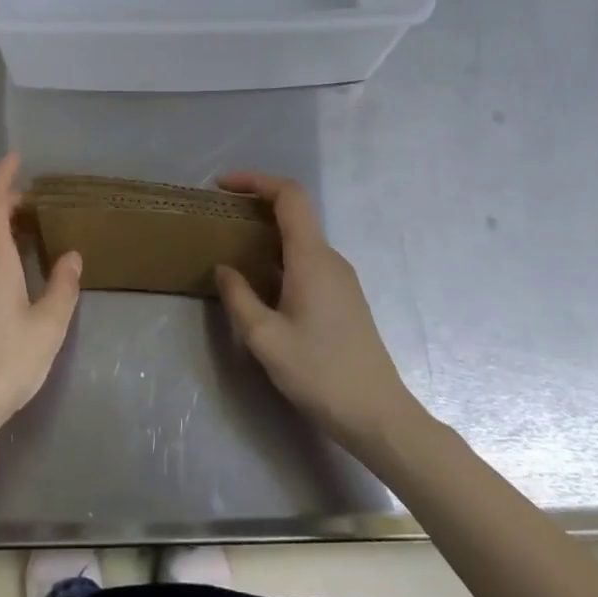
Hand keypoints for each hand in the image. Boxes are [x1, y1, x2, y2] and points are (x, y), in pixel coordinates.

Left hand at [0, 153, 80, 462]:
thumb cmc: (5, 362)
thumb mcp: (48, 326)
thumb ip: (63, 286)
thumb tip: (70, 255)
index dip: (2, 177)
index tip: (16, 157)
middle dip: (9, 202)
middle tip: (41, 200)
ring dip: (3, 225)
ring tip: (35, 228)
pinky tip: (18, 267)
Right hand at [215, 172, 424, 454]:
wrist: (378, 416)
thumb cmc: (319, 373)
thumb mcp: (265, 338)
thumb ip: (239, 297)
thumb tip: (224, 268)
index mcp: (311, 258)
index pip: (289, 196)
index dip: (255, 180)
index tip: (222, 186)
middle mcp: (329, 259)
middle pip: (294, 213)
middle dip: (255, 206)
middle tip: (219, 219)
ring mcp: (340, 278)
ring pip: (299, 240)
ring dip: (266, 235)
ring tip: (231, 250)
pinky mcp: (343, 298)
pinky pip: (307, 261)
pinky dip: (279, 257)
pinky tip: (260, 283)